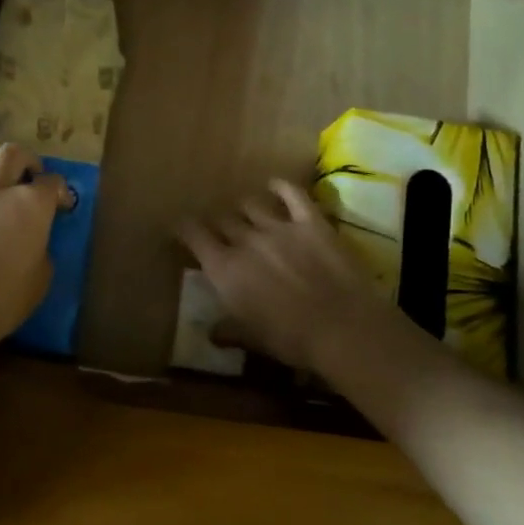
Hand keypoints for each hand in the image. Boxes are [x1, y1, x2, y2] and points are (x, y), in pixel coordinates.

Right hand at [180, 180, 401, 374]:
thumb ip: (228, 331)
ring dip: (244, 208)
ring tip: (246, 213)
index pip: (193, 235)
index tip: (181, 229)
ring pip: (251, 204)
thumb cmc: (290, 339)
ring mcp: (279, 227)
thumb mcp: (252, 339)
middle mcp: (246, 240)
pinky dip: (281, 187)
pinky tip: (275, 185)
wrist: (342, 328)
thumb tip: (211, 333)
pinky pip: (292, 194)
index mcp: (224, 268)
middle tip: (221, 232)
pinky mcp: (311, 222)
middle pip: (222, 219)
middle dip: (218, 224)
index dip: (184, 228)